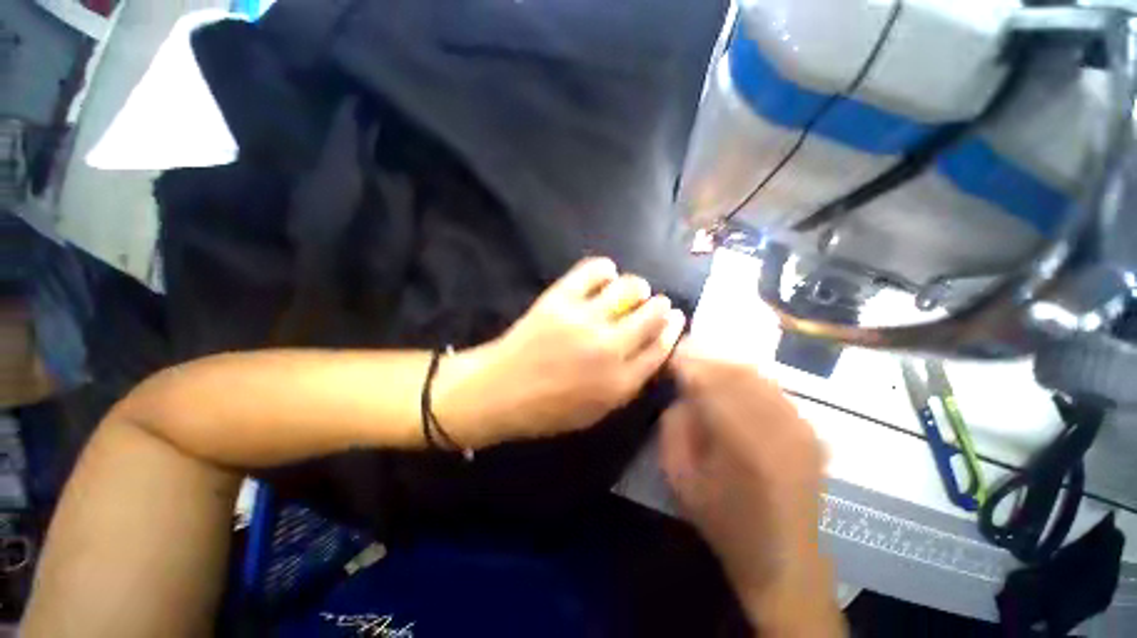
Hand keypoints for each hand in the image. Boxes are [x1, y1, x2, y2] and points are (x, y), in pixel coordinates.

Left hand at [436, 257, 685, 446]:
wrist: (498, 391)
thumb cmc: (548, 409)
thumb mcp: (596, 411)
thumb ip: (629, 383)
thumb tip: (652, 350)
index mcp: (620, 382)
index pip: (661, 347)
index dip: (673, 329)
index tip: (675, 317)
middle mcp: (609, 348)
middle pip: (652, 315)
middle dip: (660, 305)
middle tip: (655, 302)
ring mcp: (583, 319)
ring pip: (629, 288)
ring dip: (637, 286)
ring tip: (633, 289)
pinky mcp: (560, 298)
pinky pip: (593, 270)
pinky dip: (605, 269)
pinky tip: (606, 274)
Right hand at [660, 343, 843, 635]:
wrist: (784, 558)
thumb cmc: (723, 520)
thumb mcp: (679, 475)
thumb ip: (674, 425)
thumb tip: (680, 392)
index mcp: (741, 441)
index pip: (708, 381)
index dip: (686, 362)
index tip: (669, 354)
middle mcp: (776, 425)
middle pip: (735, 371)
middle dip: (705, 356)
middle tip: (683, 351)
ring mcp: (799, 425)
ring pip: (756, 374)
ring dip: (725, 363)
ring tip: (703, 361)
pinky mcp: (809, 429)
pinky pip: (773, 387)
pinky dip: (747, 376)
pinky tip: (732, 380)